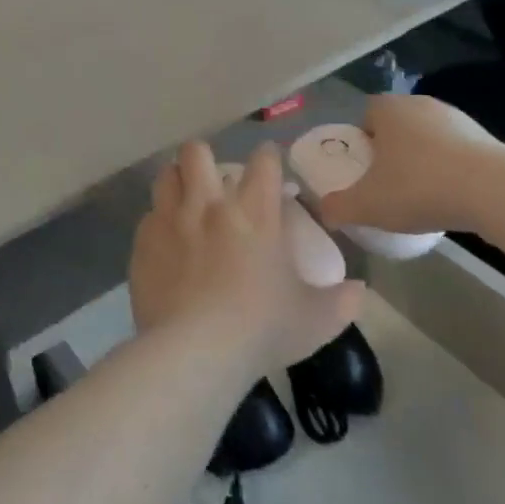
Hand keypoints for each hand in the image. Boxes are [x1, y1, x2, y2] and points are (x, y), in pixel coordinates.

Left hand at [130, 142, 362, 370]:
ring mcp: (171, 220)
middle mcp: (210, 205)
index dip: (267, 157)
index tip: (268, 164)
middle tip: (212, 180)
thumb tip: (361, 291)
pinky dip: (157, 222)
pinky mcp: (143, 243)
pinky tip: (165, 243)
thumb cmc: (262, 329)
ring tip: (184, 201)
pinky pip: (148, 216)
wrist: (195, 351)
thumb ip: (342, 302)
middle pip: (197, 152)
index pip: (263, 162)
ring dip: (176, 181)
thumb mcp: (316, 320)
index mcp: (255, 213)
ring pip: (166, 175)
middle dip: (204, 157)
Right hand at [318, 95, 504, 235]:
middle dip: (390, 152)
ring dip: (422, 161)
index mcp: (389, 110)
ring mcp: (458, 119)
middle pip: (397, 126)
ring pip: (428, 138)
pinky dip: (450, 170)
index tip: (362, 169)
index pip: (366, 114)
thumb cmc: (418, 187)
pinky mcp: (486, 139)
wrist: (494, 191)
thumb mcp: (367, 205)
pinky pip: (456, 152)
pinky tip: (450, 198)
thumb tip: (324, 211)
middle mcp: (421, 105)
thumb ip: (338, 207)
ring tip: (420, 196)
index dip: (360, 140)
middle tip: (386, 184)